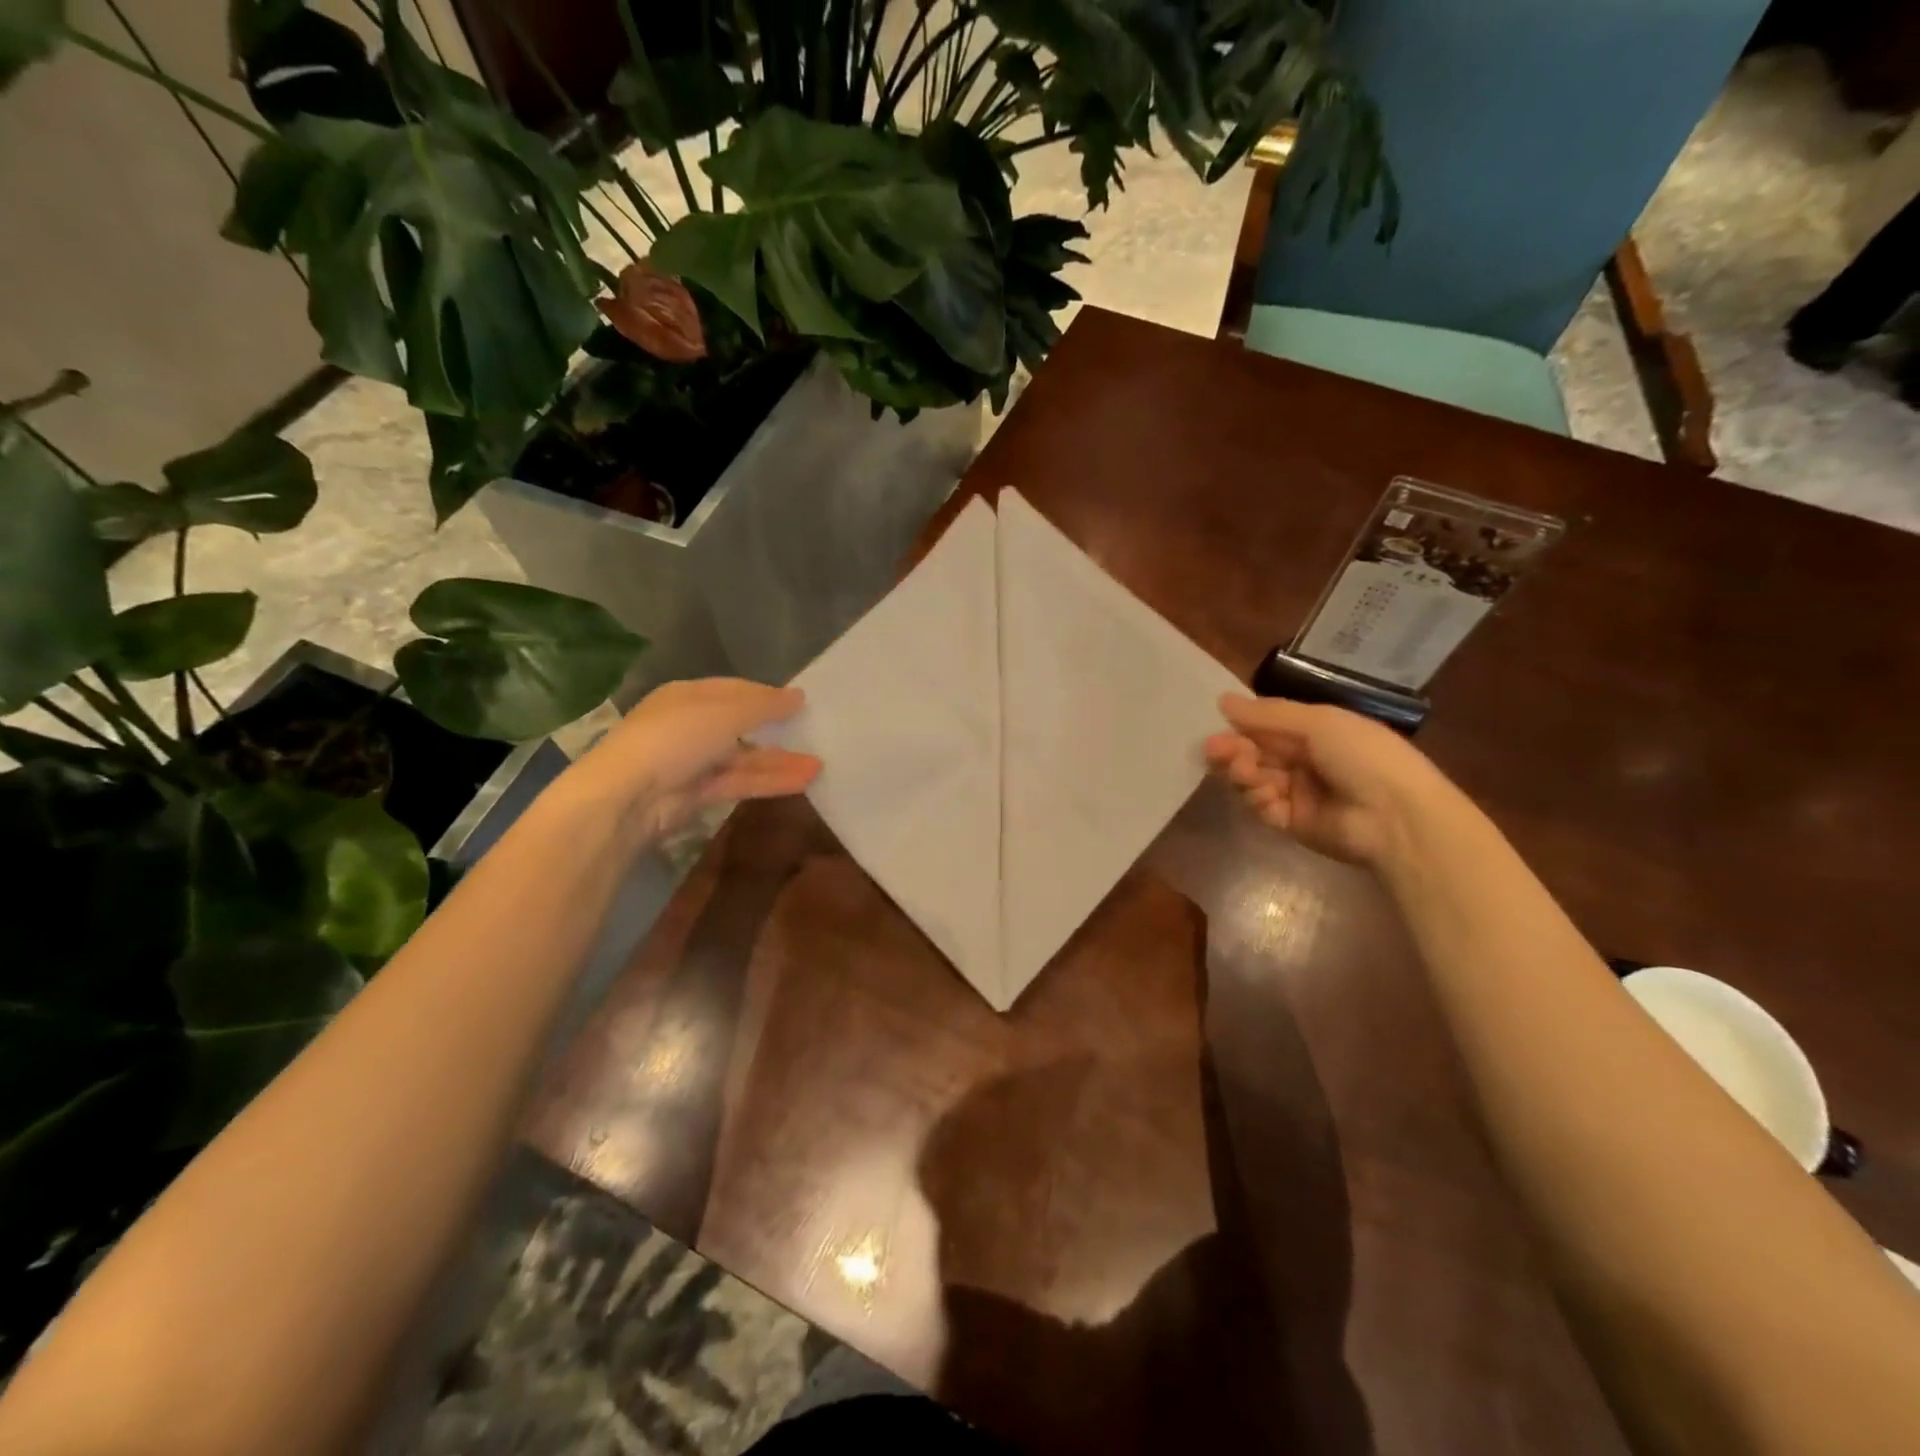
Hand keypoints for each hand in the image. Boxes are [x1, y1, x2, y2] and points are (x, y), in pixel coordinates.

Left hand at [565, 679, 820, 841]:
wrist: (630, 794)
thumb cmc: (677, 737)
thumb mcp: (726, 712)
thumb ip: (766, 705)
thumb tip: (799, 696)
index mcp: (688, 695)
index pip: (734, 690)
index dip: (767, 695)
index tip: (800, 702)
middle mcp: (690, 726)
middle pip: (741, 725)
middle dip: (776, 730)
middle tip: (812, 733)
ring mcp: (693, 762)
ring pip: (744, 758)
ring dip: (779, 761)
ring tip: (819, 764)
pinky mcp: (698, 794)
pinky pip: (740, 783)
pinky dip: (769, 781)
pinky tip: (802, 781)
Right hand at [1204, 694, 1445, 866]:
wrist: (1396, 816)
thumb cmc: (1363, 756)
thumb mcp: (1318, 723)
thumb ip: (1268, 715)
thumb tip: (1223, 701)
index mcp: (1314, 732)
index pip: (1265, 727)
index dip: (1240, 727)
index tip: (1217, 727)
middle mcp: (1302, 760)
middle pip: (1253, 754)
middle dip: (1233, 751)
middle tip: (1215, 751)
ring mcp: (1296, 793)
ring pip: (1252, 780)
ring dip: (1242, 774)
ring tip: (1244, 773)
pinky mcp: (1291, 823)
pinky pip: (1262, 808)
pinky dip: (1259, 801)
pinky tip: (1268, 798)